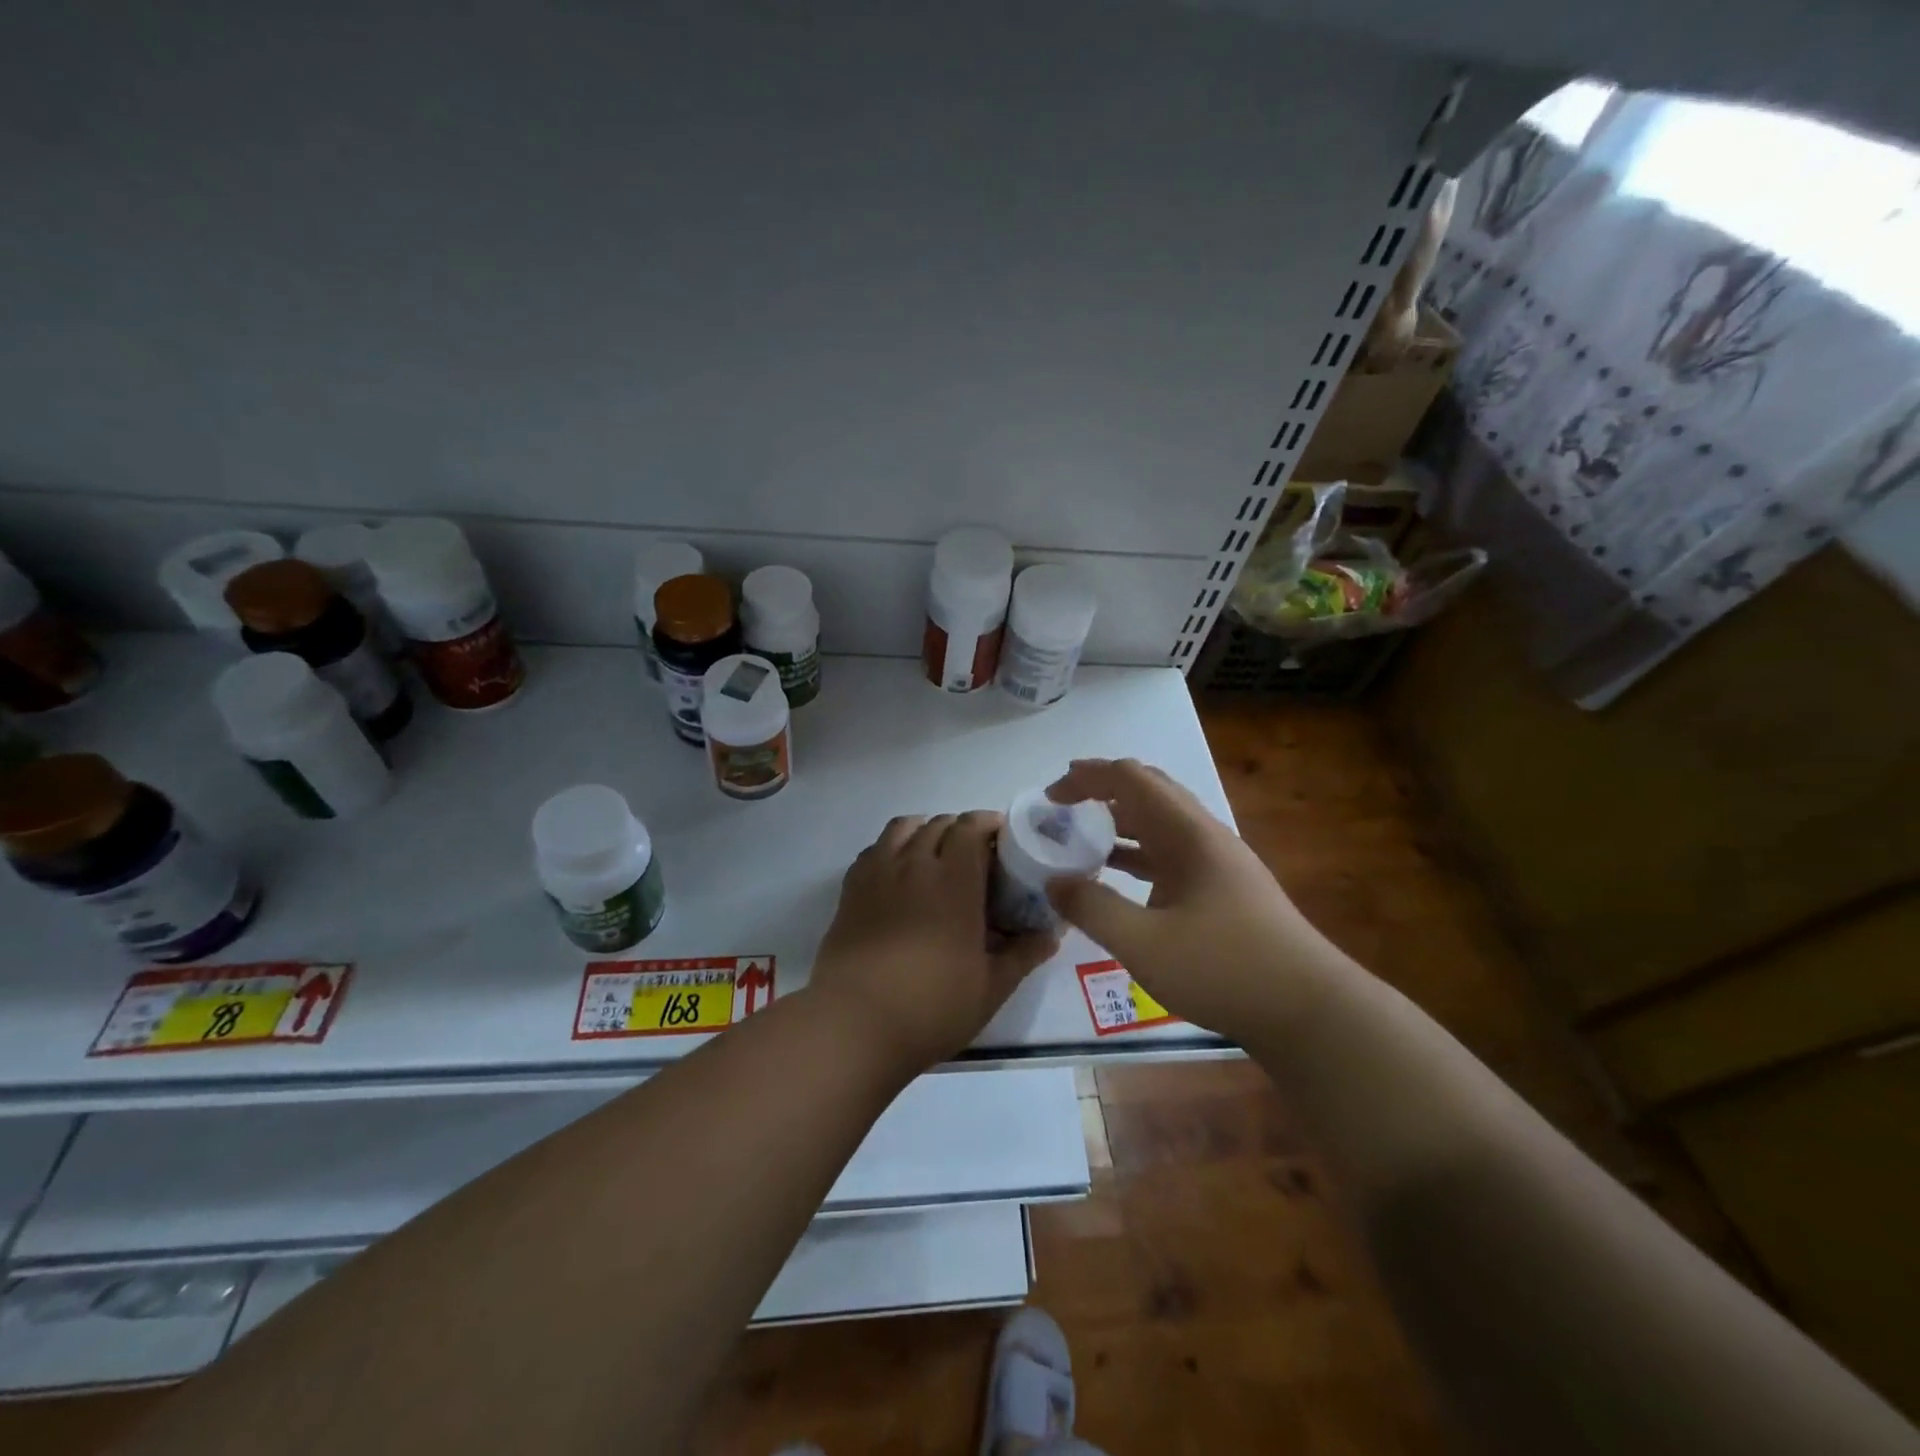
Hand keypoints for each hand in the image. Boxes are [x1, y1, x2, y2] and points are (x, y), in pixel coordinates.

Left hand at [811, 812, 1057, 1073]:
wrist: (855, 1023)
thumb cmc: (931, 1006)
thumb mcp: (990, 988)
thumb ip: (1022, 955)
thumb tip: (1051, 936)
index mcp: (954, 880)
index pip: (970, 827)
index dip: (987, 823)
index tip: (1002, 838)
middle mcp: (915, 864)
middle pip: (938, 824)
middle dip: (960, 829)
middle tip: (975, 855)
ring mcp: (878, 873)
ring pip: (902, 827)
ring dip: (924, 830)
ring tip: (934, 854)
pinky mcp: (851, 890)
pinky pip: (874, 850)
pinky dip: (891, 848)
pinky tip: (898, 873)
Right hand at [1044, 759, 1348, 1041]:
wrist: (1309, 1012)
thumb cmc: (1224, 969)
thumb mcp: (1144, 943)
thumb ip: (1092, 908)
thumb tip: (1054, 882)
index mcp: (1189, 834)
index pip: (1131, 779)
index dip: (1087, 777)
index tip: (1051, 796)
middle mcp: (1205, 837)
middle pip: (1149, 792)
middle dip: (1102, 791)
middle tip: (1063, 807)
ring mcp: (1217, 864)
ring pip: (1161, 825)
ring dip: (1120, 823)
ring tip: (1081, 838)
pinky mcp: (1222, 892)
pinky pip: (1170, 856)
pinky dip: (1137, 856)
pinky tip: (1117, 879)